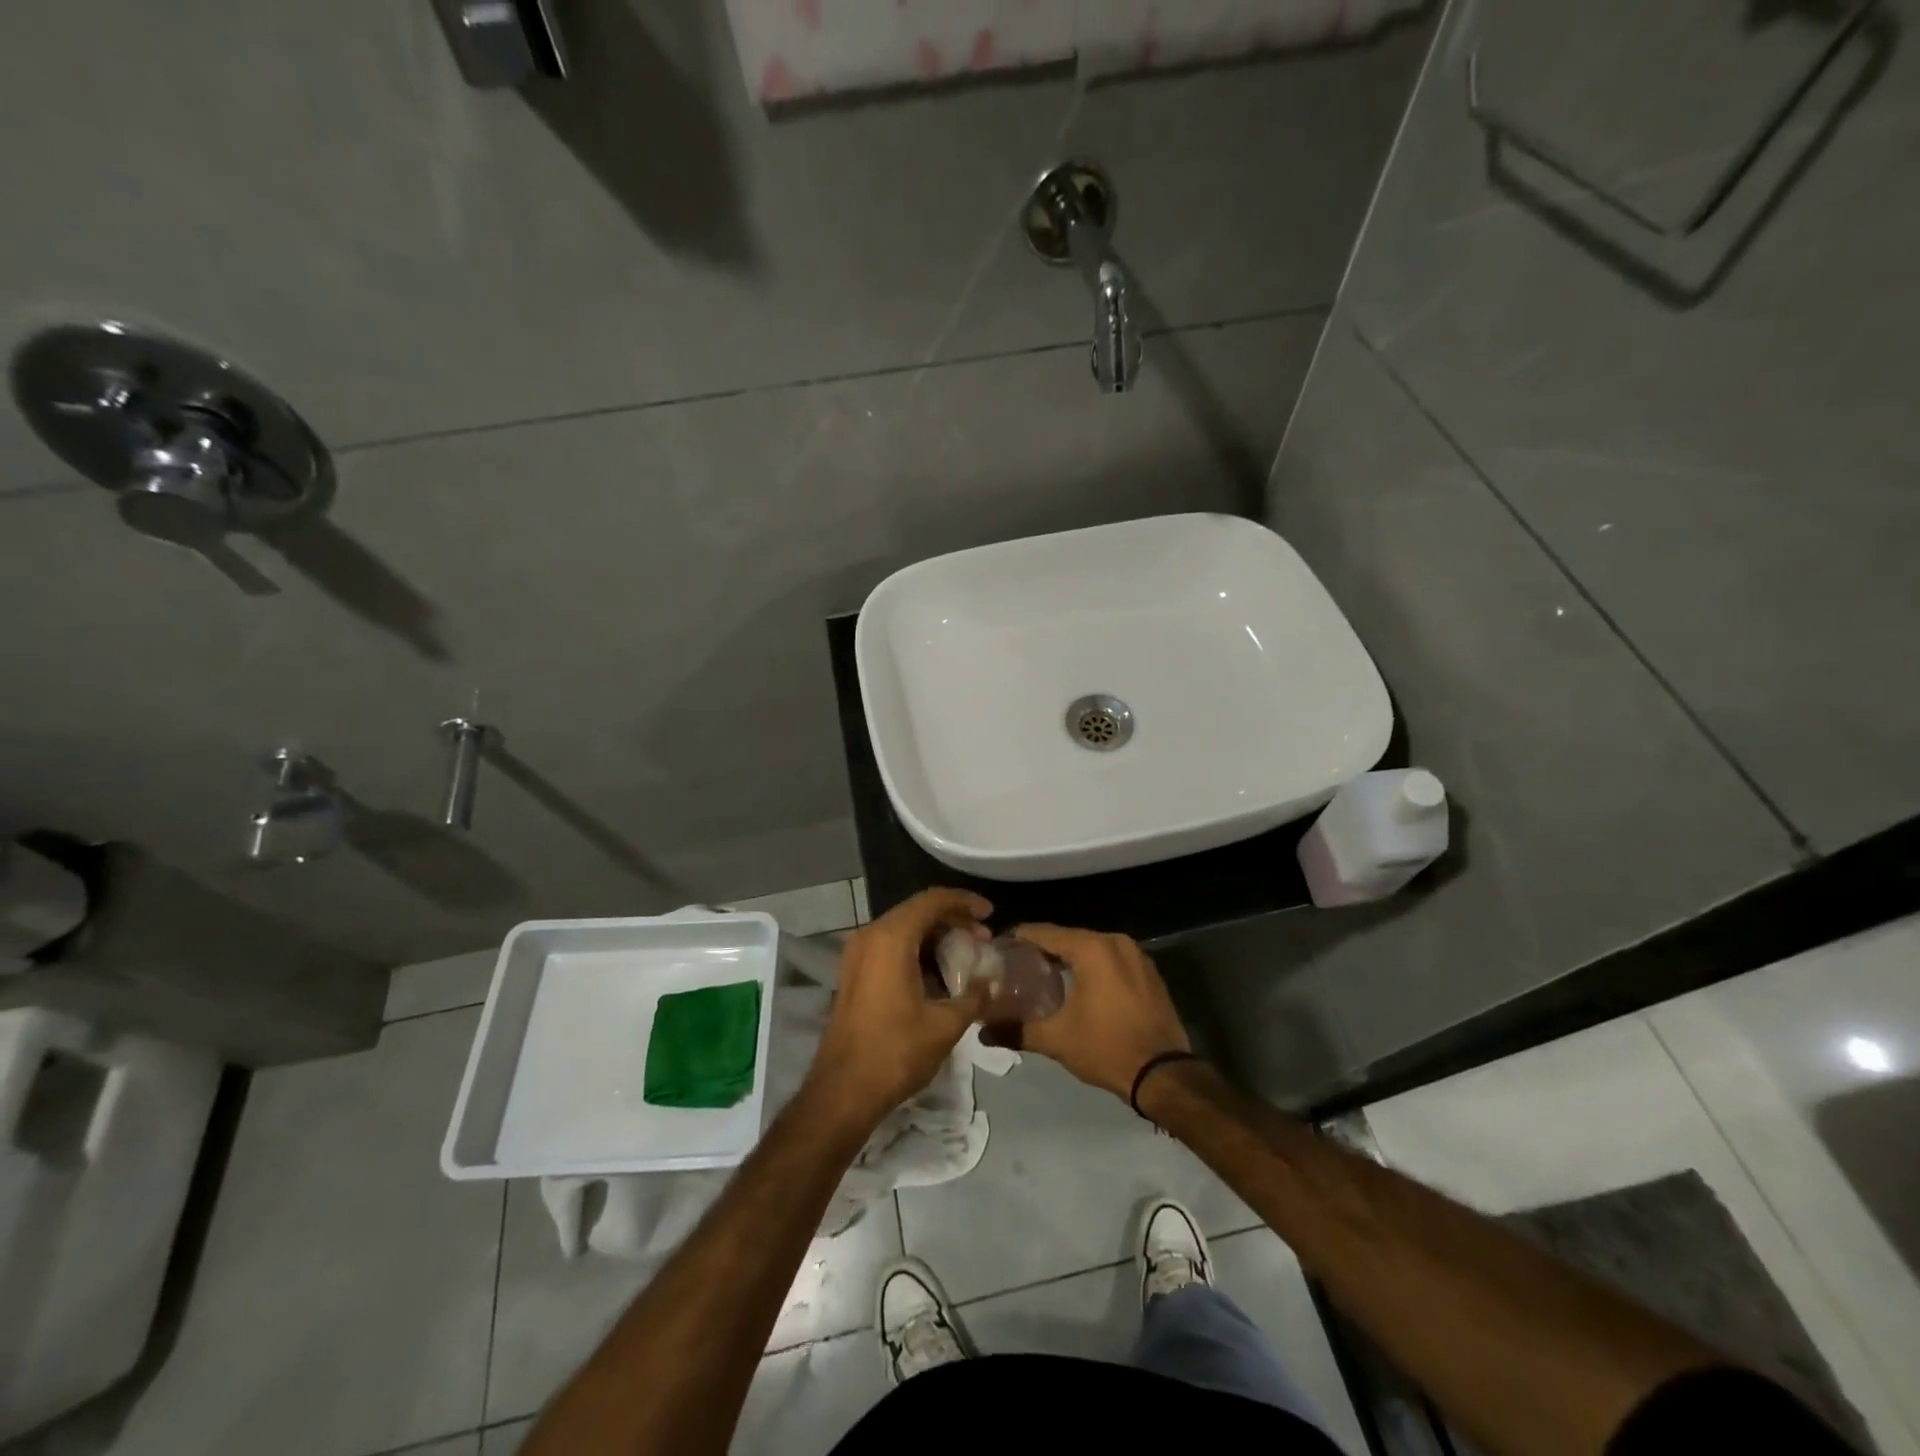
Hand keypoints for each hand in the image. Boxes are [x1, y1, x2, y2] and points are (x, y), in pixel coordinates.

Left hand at [802, 888, 992, 1129]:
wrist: (843, 1091)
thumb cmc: (895, 1053)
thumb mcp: (945, 1025)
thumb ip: (973, 996)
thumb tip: (990, 981)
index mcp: (891, 939)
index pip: (932, 900)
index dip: (964, 902)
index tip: (990, 914)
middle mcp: (870, 936)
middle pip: (917, 911)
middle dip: (953, 919)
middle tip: (983, 937)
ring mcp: (857, 954)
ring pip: (903, 928)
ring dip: (935, 935)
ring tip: (966, 955)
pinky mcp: (854, 972)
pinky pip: (890, 946)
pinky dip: (917, 949)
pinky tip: (939, 973)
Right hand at [1010, 924, 1189, 1099]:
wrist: (1165, 1075)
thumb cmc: (1107, 1048)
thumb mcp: (1056, 1039)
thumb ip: (1016, 1029)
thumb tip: (982, 1032)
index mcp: (1092, 948)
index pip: (1045, 933)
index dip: (1019, 938)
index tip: (998, 949)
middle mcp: (1115, 941)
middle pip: (1068, 938)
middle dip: (1042, 951)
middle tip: (1015, 966)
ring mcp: (1136, 955)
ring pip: (1091, 949)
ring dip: (1068, 960)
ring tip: (1042, 977)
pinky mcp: (1149, 973)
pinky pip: (1111, 960)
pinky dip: (1092, 968)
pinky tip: (1077, 987)